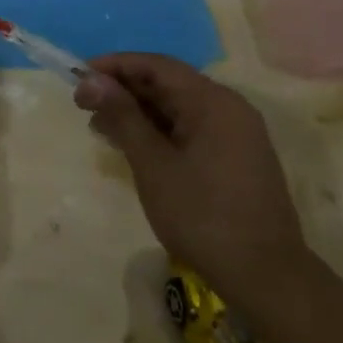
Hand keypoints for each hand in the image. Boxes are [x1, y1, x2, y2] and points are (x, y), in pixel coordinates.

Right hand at [75, 54, 308, 303]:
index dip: (114, 66)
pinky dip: (157, 131)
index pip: (156, 65)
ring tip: (100, 128)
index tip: (77, 77)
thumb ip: (122, 115)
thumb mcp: (152, 162)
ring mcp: (235, 134)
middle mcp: (229, 109)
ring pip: (177, 107)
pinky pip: (189, 128)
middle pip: (167, 83)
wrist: (265, 277)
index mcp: (213, 102)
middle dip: (122, 90)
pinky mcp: (234, 158)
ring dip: (136, 112)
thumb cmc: (202, 214)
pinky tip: (131, 146)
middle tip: (83, 105)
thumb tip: (90, 79)